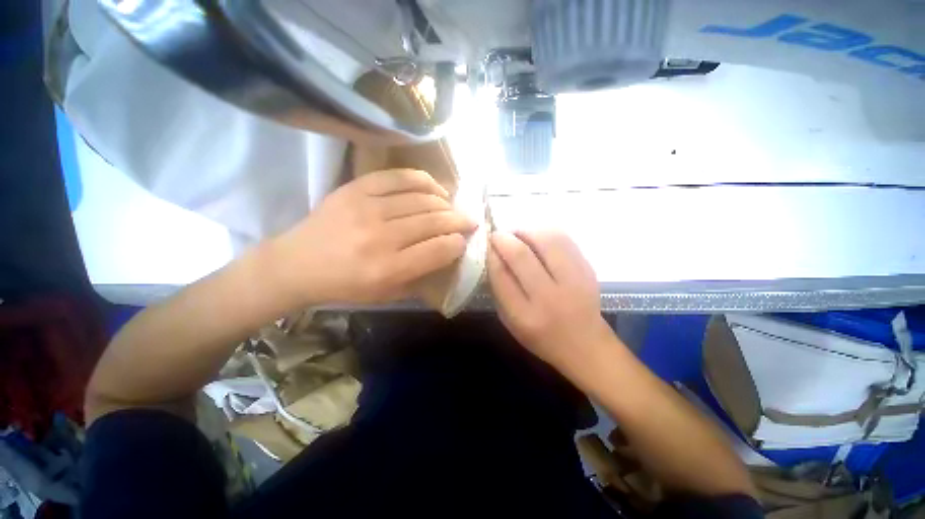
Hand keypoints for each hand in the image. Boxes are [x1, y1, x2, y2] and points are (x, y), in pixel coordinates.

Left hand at [273, 169, 475, 303]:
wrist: (297, 264)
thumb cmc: (346, 285)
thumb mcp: (387, 294)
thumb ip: (420, 276)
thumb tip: (448, 253)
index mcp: (389, 269)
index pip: (439, 250)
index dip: (458, 243)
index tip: (464, 241)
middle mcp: (381, 237)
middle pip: (434, 222)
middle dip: (459, 221)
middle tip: (469, 221)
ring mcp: (368, 208)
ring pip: (421, 200)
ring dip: (445, 203)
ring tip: (452, 207)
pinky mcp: (356, 189)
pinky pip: (398, 177)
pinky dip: (422, 181)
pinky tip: (434, 188)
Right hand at [488, 230, 612, 371]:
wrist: (585, 344)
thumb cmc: (540, 336)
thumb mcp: (510, 321)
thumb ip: (499, 290)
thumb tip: (492, 255)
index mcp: (525, 315)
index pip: (500, 274)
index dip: (490, 254)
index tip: (485, 245)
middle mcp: (549, 297)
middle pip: (521, 254)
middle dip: (503, 238)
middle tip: (497, 236)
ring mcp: (573, 281)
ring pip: (546, 240)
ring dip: (526, 231)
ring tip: (518, 235)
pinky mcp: (587, 269)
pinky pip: (564, 240)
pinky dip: (545, 233)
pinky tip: (538, 239)